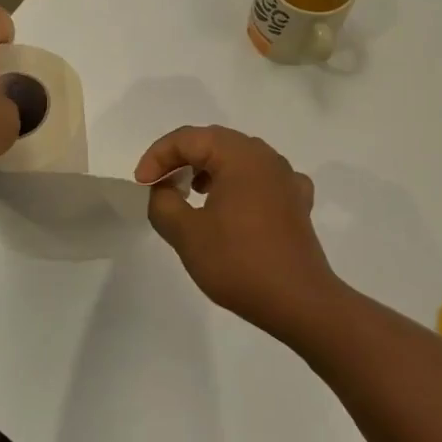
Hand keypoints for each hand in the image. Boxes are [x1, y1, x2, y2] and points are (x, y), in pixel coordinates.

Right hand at [135, 126, 339, 343]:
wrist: (300, 303)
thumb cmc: (239, 262)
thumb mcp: (186, 233)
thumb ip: (163, 203)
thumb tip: (163, 189)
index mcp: (239, 155)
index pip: (188, 138)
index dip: (158, 156)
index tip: (141, 184)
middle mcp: (265, 157)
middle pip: (214, 142)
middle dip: (181, 158)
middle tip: (159, 182)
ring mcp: (286, 178)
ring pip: (238, 158)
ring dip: (208, 168)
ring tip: (189, 191)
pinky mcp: (296, 202)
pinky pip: (261, 178)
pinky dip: (238, 183)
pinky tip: (232, 205)